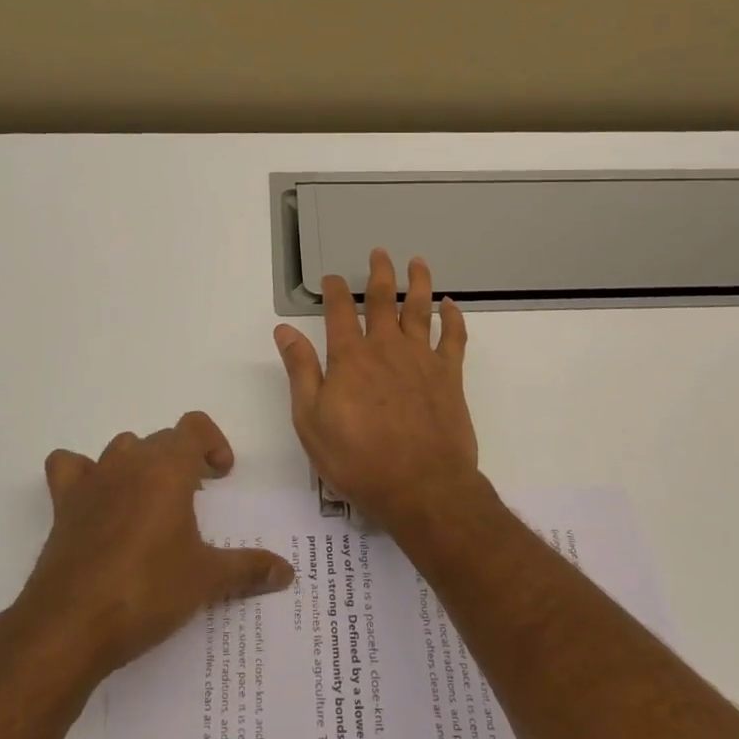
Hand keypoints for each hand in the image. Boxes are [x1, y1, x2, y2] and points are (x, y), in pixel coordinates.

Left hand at [19, 412, 294, 677]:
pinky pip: (70, 467)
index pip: (194, 426)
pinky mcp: (64, 504)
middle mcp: (130, 461)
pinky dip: (83, 474)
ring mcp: (92, 479)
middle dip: (182, 462)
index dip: (213, 443)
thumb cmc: (147, 590)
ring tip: (151, 504)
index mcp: (168, 467)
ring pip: (122, 449)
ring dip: (140, 465)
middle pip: (161, 440)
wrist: (72, 624)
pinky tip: (97, 502)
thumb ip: (248, 568)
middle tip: (194, 502)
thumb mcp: (206, 580)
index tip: (221, 476)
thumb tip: (287, 571)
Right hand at [273, 249, 480, 534]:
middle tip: (379, 252)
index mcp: (350, 357)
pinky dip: (453, 318)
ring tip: (417, 262)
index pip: (339, 311)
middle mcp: (386, 348)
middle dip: (379, 273)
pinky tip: (451, 305)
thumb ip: (300, 370)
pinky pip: (454, 338)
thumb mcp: (311, 420)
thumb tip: (284, 329)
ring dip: (418, 283)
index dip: (334, 290)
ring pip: (420, 309)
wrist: (421, 487)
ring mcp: (421, 359)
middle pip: (383, 300)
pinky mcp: (449, 376)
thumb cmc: (358, 458)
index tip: (332, 277)